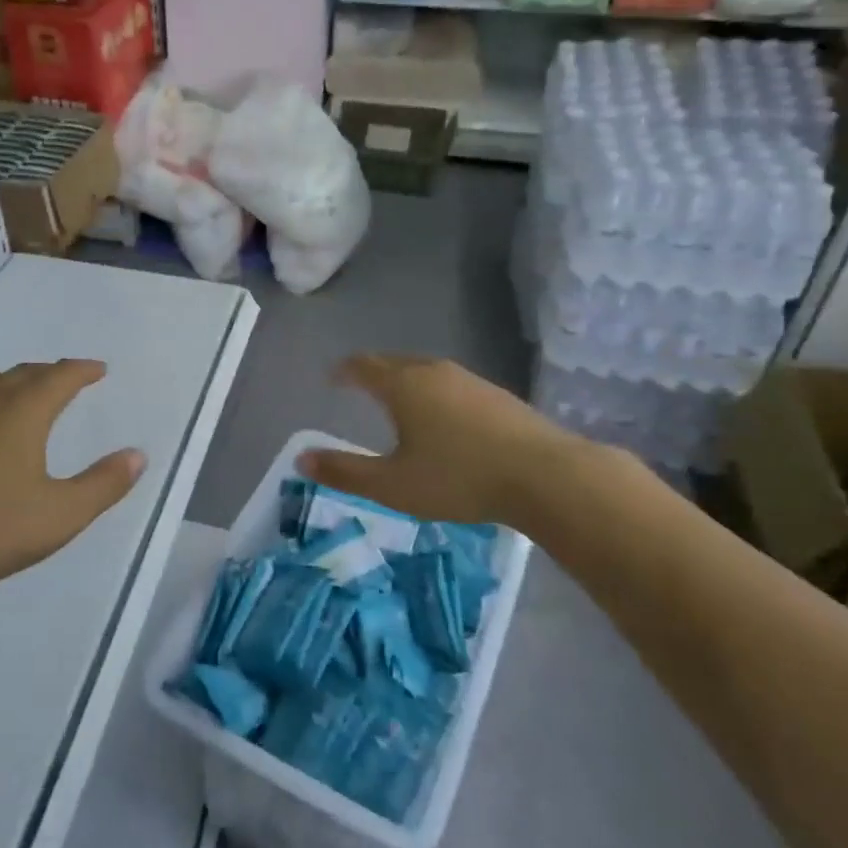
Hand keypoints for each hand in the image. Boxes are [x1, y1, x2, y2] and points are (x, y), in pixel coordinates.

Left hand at [0, 360, 145, 604]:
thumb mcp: (59, 515)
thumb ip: (103, 485)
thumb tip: (138, 455)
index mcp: (20, 412)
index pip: (59, 377)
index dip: (82, 370)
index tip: (98, 369)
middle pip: (21, 374)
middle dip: (48, 374)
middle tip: (66, 381)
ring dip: (11, 386)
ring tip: (21, 400)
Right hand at [298, 354, 595, 530]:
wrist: (546, 476)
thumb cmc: (458, 478)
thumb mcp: (393, 485)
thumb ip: (345, 472)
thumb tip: (301, 459)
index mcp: (403, 385)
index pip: (363, 366)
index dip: (343, 371)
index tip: (332, 378)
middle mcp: (433, 372)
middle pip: (394, 362)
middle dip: (372, 372)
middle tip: (359, 386)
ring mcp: (469, 380)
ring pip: (425, 371)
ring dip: (405, 380)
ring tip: (397, 401)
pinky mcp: (497, 394)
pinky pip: (451, 384)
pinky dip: (433, 392)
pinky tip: (443, 417)